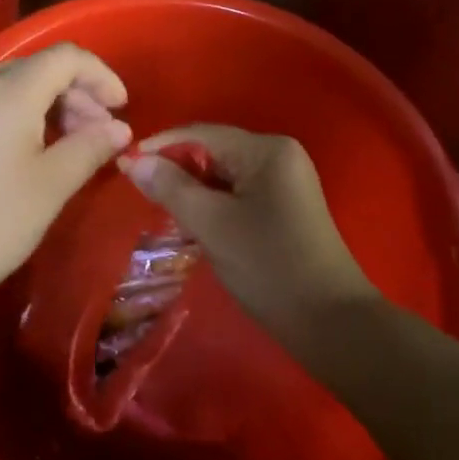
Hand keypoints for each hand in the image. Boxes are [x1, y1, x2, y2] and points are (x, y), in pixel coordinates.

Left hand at [0, 44, 130, 316]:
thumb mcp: (53, 185)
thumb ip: (91, 146)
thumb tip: (119, 129)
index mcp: (10, 91)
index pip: (66, 57)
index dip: (100, 75)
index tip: (120, 108)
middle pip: (40, 68)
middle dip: (77, 94)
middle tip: (99, 134)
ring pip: (14, 85)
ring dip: (50, 105)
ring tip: (68, 145)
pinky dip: (20, 115)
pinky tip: (28, 154)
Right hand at [122, 124, 378, 343]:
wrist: (333, 326)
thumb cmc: (270, 268)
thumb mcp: (213, 226)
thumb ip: (171, 188)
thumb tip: (133, 161)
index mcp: (266, 150)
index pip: (201, 134)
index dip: (161, 146)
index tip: (125, 165)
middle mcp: (279, 154)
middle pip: (214, 151)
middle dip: (177, 170)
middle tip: (141, 192)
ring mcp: (286, 180)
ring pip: (225, 174)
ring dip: (193, 189)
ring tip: (161, 209)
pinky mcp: (286, 205)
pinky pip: (239, 191)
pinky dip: (214, 203)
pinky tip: (194, 223)